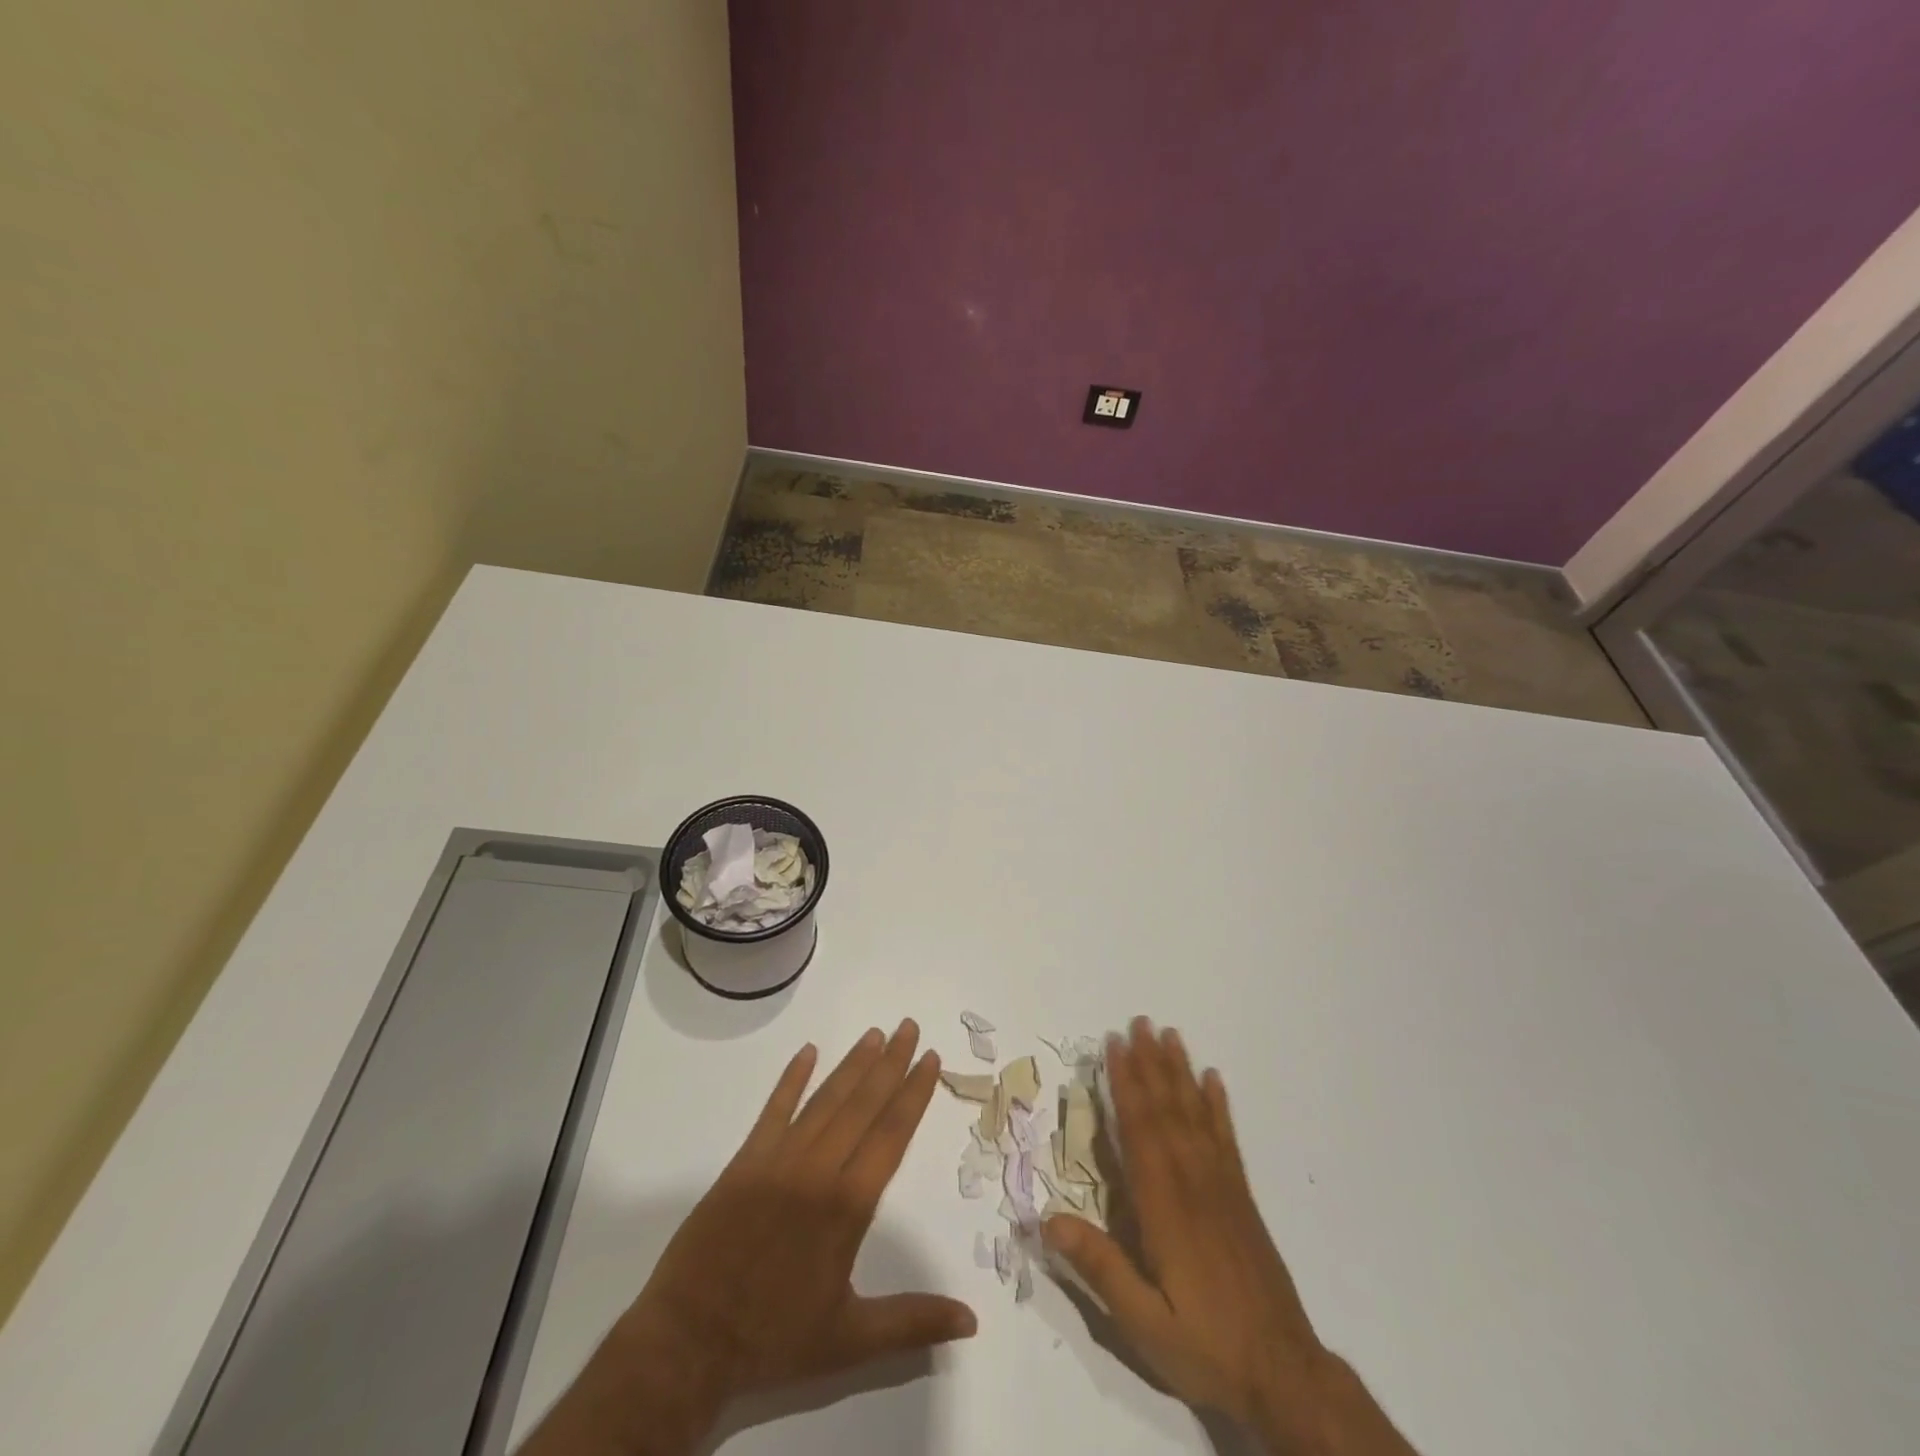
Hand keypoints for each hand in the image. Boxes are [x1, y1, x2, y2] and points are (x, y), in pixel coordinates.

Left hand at [523, 1020, 976, 1455]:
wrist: (689, 1342)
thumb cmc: (775, 1339)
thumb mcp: (850, 1340)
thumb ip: (912, 1322)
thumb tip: (972, 1320)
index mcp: (847, 1206)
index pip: (892, 1134)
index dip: (914, 1093)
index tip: (930, 1058)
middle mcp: (818, 1170)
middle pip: (863, 1104)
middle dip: (891, 1063)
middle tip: (910, 1026)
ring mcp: (778, 1160)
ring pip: (825, 1100)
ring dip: (853, 1064)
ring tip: (876, 1033)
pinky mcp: (745, 1161)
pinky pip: (773, 1111)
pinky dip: (791, 1079)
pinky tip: (808, 1051)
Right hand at [1043, 1018, 1414, 1455]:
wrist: (1285, 1375)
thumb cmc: (1206, 1346)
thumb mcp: (1143, 1322)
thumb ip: (1098, 1268)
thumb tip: (1045, 1219)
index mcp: (1164, 1205)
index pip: (1139, 1129)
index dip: (1124, 1083)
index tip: (1114, 1044)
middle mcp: (1193, 1182)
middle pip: (1167, 1109)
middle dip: (1150, 1062)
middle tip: (1139, 1021)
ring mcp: (1222, 1187)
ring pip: (1196, 1115)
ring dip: (1180, 1072)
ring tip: (1171, 1035)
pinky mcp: (1242, 1198)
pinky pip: (1227, 1139)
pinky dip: (1218, 1106)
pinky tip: (1213, 1080)